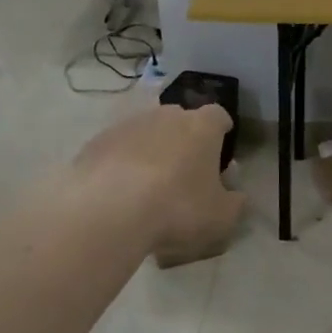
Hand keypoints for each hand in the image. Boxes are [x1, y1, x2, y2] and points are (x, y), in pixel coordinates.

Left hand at [70, 103, 244, 261]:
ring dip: (151, 150)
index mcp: (202, 127)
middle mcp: (165, 116)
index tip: (221, 148)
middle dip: (184, 139)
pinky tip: (118, 191)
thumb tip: (235, 194)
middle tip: (184, 171)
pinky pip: (117, 149)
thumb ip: (234, 202)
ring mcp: (127, 125)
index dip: (221, 130)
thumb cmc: (177, 209)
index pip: (218, 116)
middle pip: (180, 120)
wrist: (108, 210)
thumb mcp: (222, 217)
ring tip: (147, 185)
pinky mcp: (96, 141)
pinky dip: (121, 163)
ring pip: (146, 132)